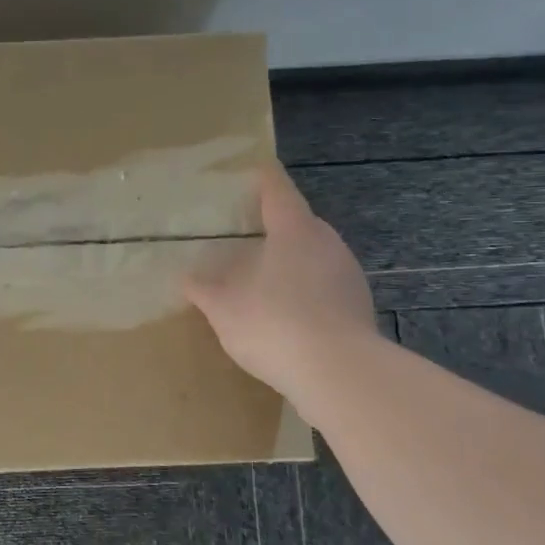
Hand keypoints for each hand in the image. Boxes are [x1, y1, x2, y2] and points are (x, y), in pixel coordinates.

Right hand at [185, 164, 376, 397]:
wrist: (340, 374)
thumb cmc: (274, 324)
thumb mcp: (224, 308)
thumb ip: (204, 289)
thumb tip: (186, 277)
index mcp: (293, 230)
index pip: (277, 191)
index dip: (263, 179)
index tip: (254, 170)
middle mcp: (326, 243)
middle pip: (300, 222)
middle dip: (276, 226)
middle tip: (249, 234)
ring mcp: (348, 275)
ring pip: (315, 255)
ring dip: (293, 261)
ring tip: (266, 277)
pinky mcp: (359, 306)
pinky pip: (326, 286)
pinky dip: (307, 290)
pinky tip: (289, 314)